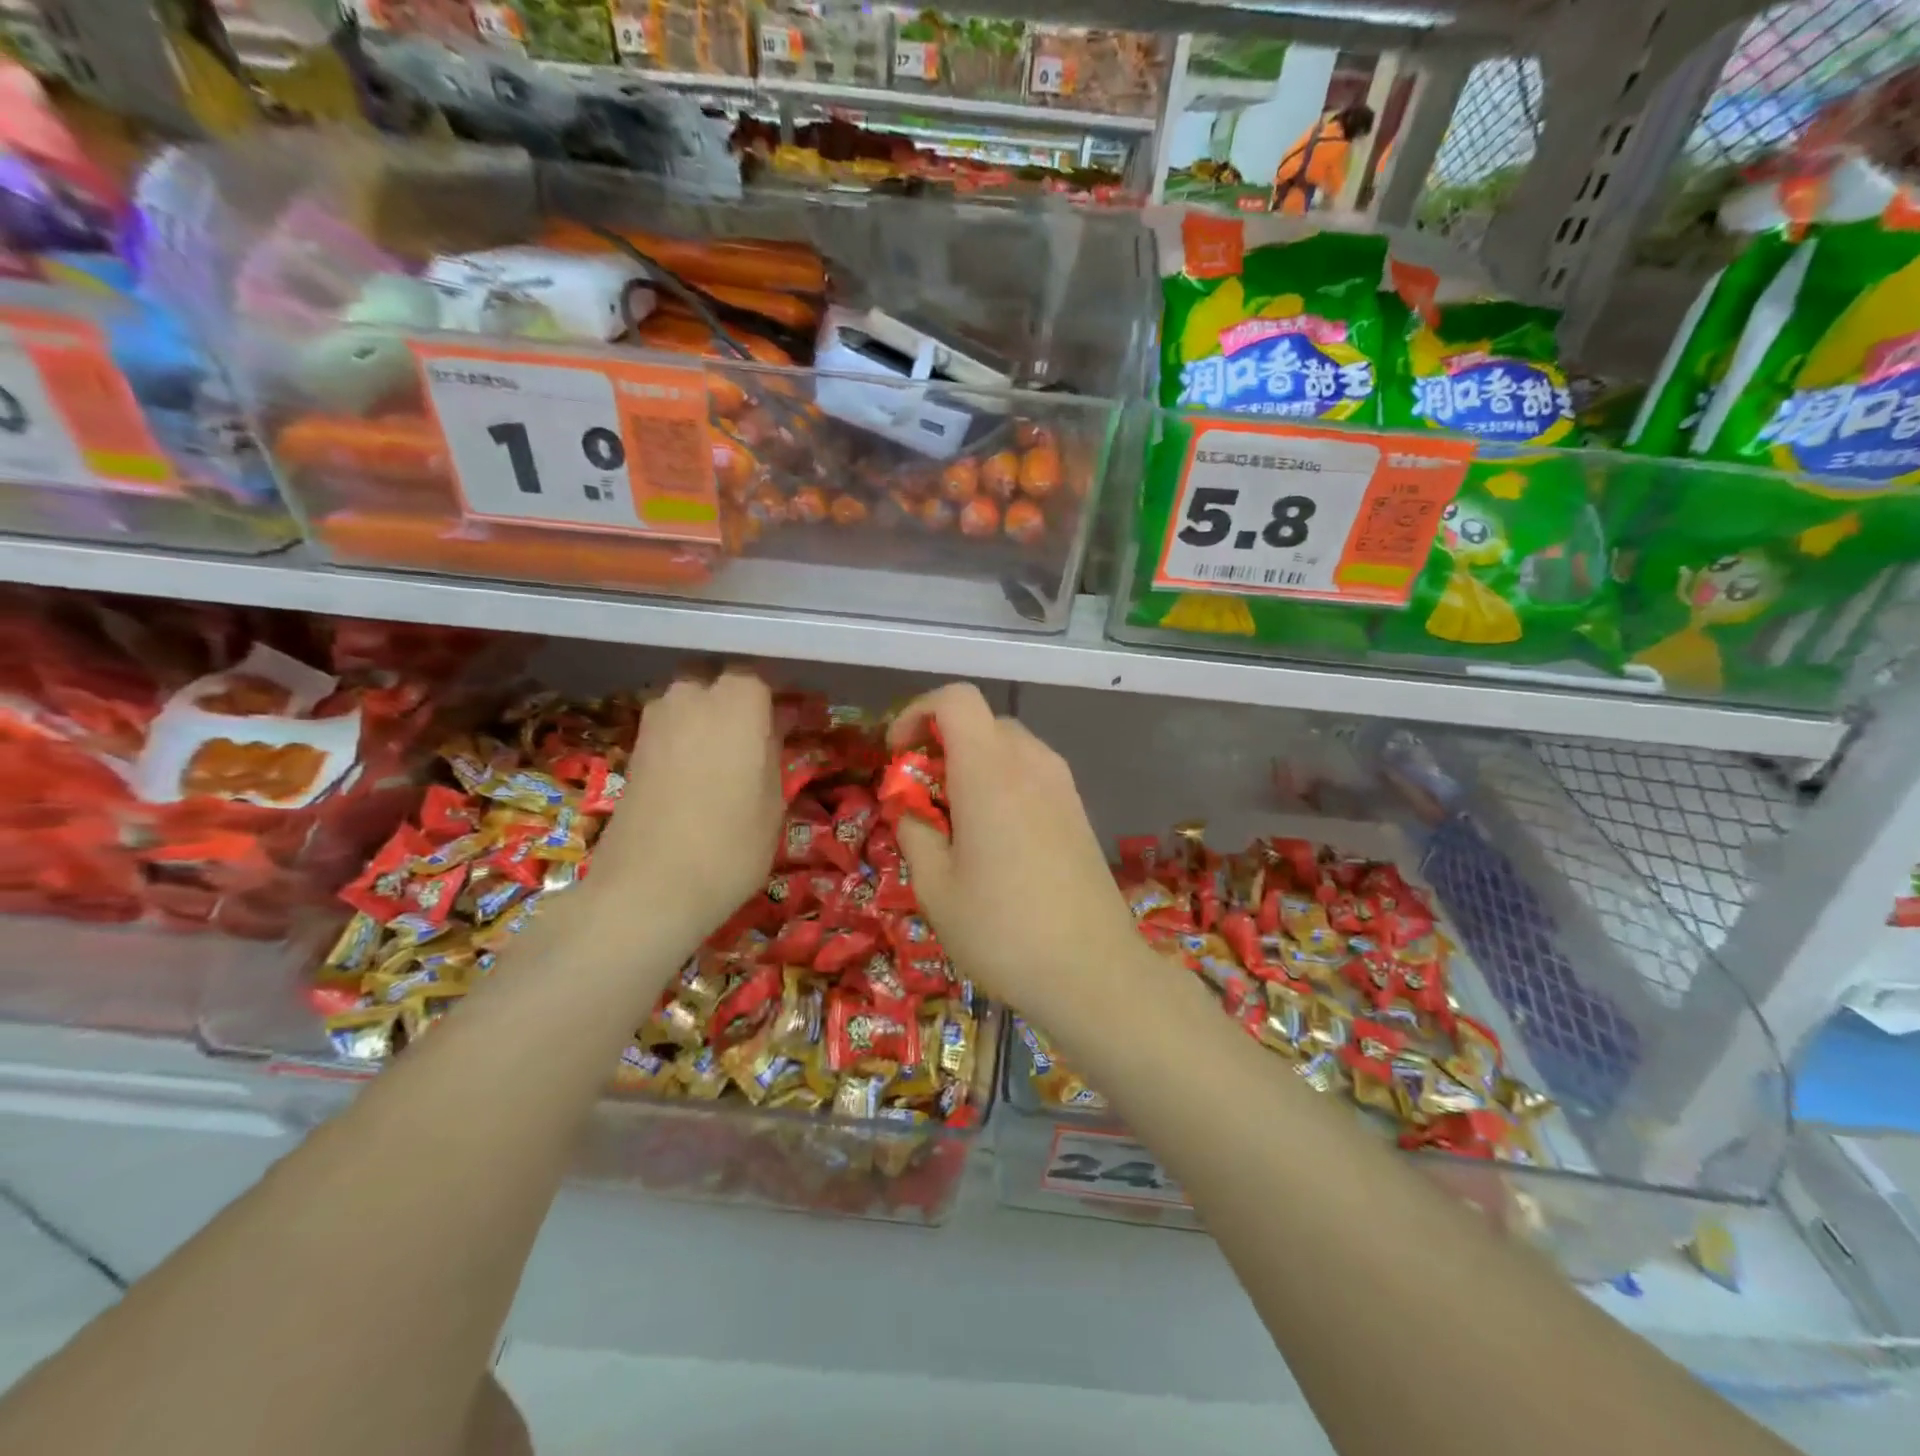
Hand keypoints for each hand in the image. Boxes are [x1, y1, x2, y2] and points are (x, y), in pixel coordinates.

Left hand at [584, 669, 781, 944]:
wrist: (647, 890)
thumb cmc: (730, 846)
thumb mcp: (773, 803)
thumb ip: (772, 753)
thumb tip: (771, 730)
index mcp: (736, 702)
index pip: (759, 672)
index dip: (775, 691)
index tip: (790, 711)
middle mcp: (691, 698)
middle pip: (716, 677)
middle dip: (734, 694)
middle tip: (757, 727)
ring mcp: (655, 722)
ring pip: (687, 698)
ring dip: (706, 714)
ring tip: (727, 750)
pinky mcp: (633, 749)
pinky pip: (669, 725)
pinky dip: (685, 736)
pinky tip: (698, 769)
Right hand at [889, 684, 1146, 1035]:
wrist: (1094, 972)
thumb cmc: (1002, 931)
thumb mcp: (934, 888)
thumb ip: (915, 830)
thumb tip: (911, 804)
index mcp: (991, 772)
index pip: (956, 699)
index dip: (917, 714)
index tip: (899, 756)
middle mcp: (1032, 763)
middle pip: (980, 722)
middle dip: (941, 746)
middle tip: (922, 799)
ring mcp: (1063, 785)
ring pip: (1008, 746)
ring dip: (972, 766)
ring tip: (956, 823)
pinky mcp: (1078, 809)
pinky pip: (1031, 772)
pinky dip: (1002, 783)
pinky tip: (995, 839)